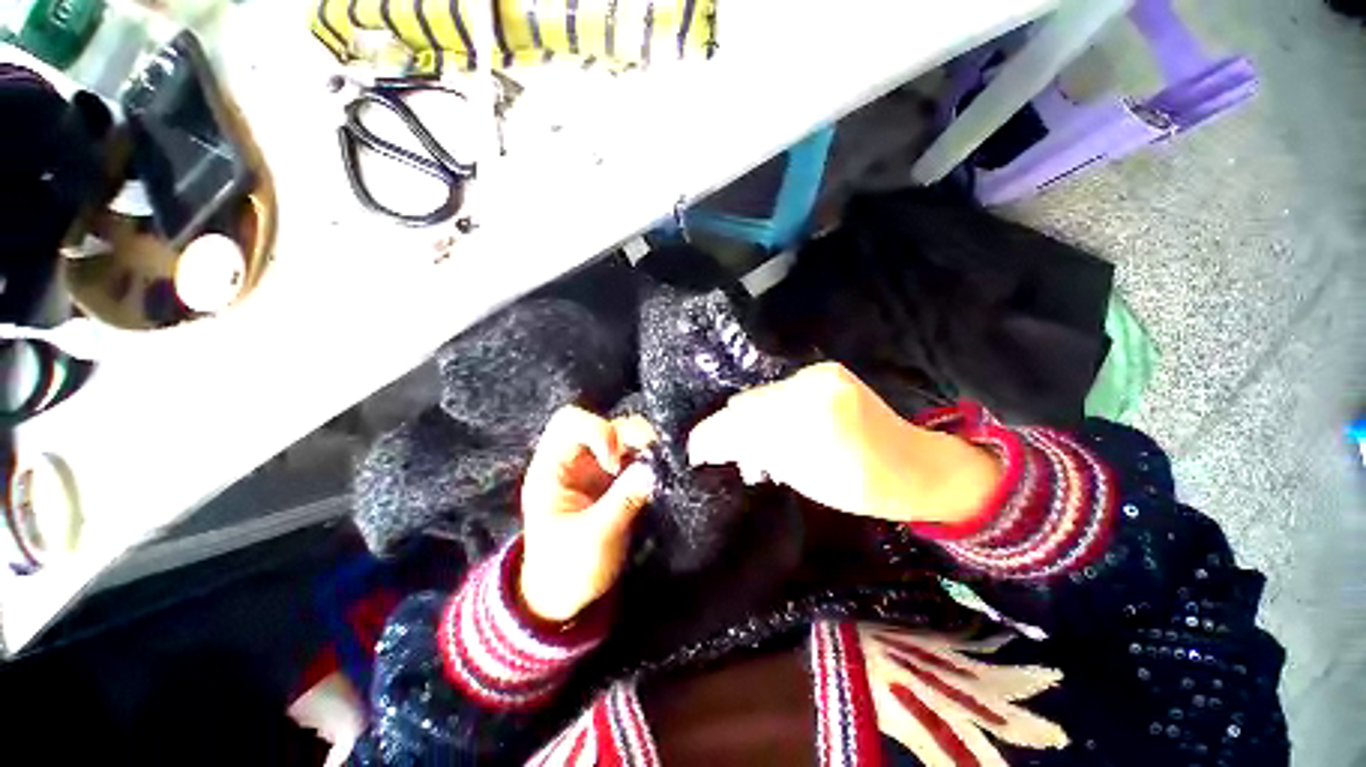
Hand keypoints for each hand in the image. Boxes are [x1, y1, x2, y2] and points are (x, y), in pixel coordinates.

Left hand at [519, 406, 656, 622]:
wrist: (565, 594)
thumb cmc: (566, 568)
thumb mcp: (593, 538)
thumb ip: (622, 501)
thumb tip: (653, 469)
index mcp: (552, 468)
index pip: (569, 422)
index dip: (596, 430)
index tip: (614, 462)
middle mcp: (576, 459)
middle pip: (603, 423)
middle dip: (629, 435)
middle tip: (650, 457)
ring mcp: (597, 468)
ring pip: (624, 436)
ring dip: (644, 446)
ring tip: (659, 468)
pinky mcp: (615, 479)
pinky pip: (636, 456)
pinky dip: (650, 460)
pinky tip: (660, 474)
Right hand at [688, 362, 1000, 523]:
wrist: (913, 464)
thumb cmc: (861, 486)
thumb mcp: (801, 478)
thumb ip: (755, 454)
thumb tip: (715, 444)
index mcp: (811, 424)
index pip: (743, 423)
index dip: (713, 437)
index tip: (696, 452)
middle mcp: (813, 387)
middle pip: (748, 404)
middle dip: (730, 428)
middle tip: (724, 450)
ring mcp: (820, 373)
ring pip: (763, 395)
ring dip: (751, 418)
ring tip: (752, 442)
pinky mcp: (826, 369)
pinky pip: (781, 389)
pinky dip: (771, 407)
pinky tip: (776, 424)